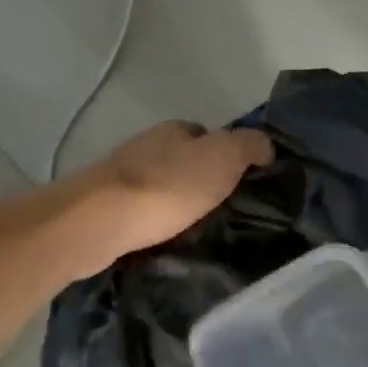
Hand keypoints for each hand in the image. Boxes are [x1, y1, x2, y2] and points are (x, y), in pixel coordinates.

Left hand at [65, 121, 273, 272]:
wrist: (101, 220)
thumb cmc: (168, 186)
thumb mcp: (224, 157)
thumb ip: (249, 146)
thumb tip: (266, 146)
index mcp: (175, 130)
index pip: (207, 135)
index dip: (227, 156)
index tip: (240, 184)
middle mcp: (146, 145)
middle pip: (183, 159)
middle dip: (200, 181)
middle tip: (222, 211)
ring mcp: (122, 175)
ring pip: (161, 184)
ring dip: (176, 201)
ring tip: (196, 229)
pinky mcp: (106, 205)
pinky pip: (142, 209)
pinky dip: (155, 219)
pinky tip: (165, 237)